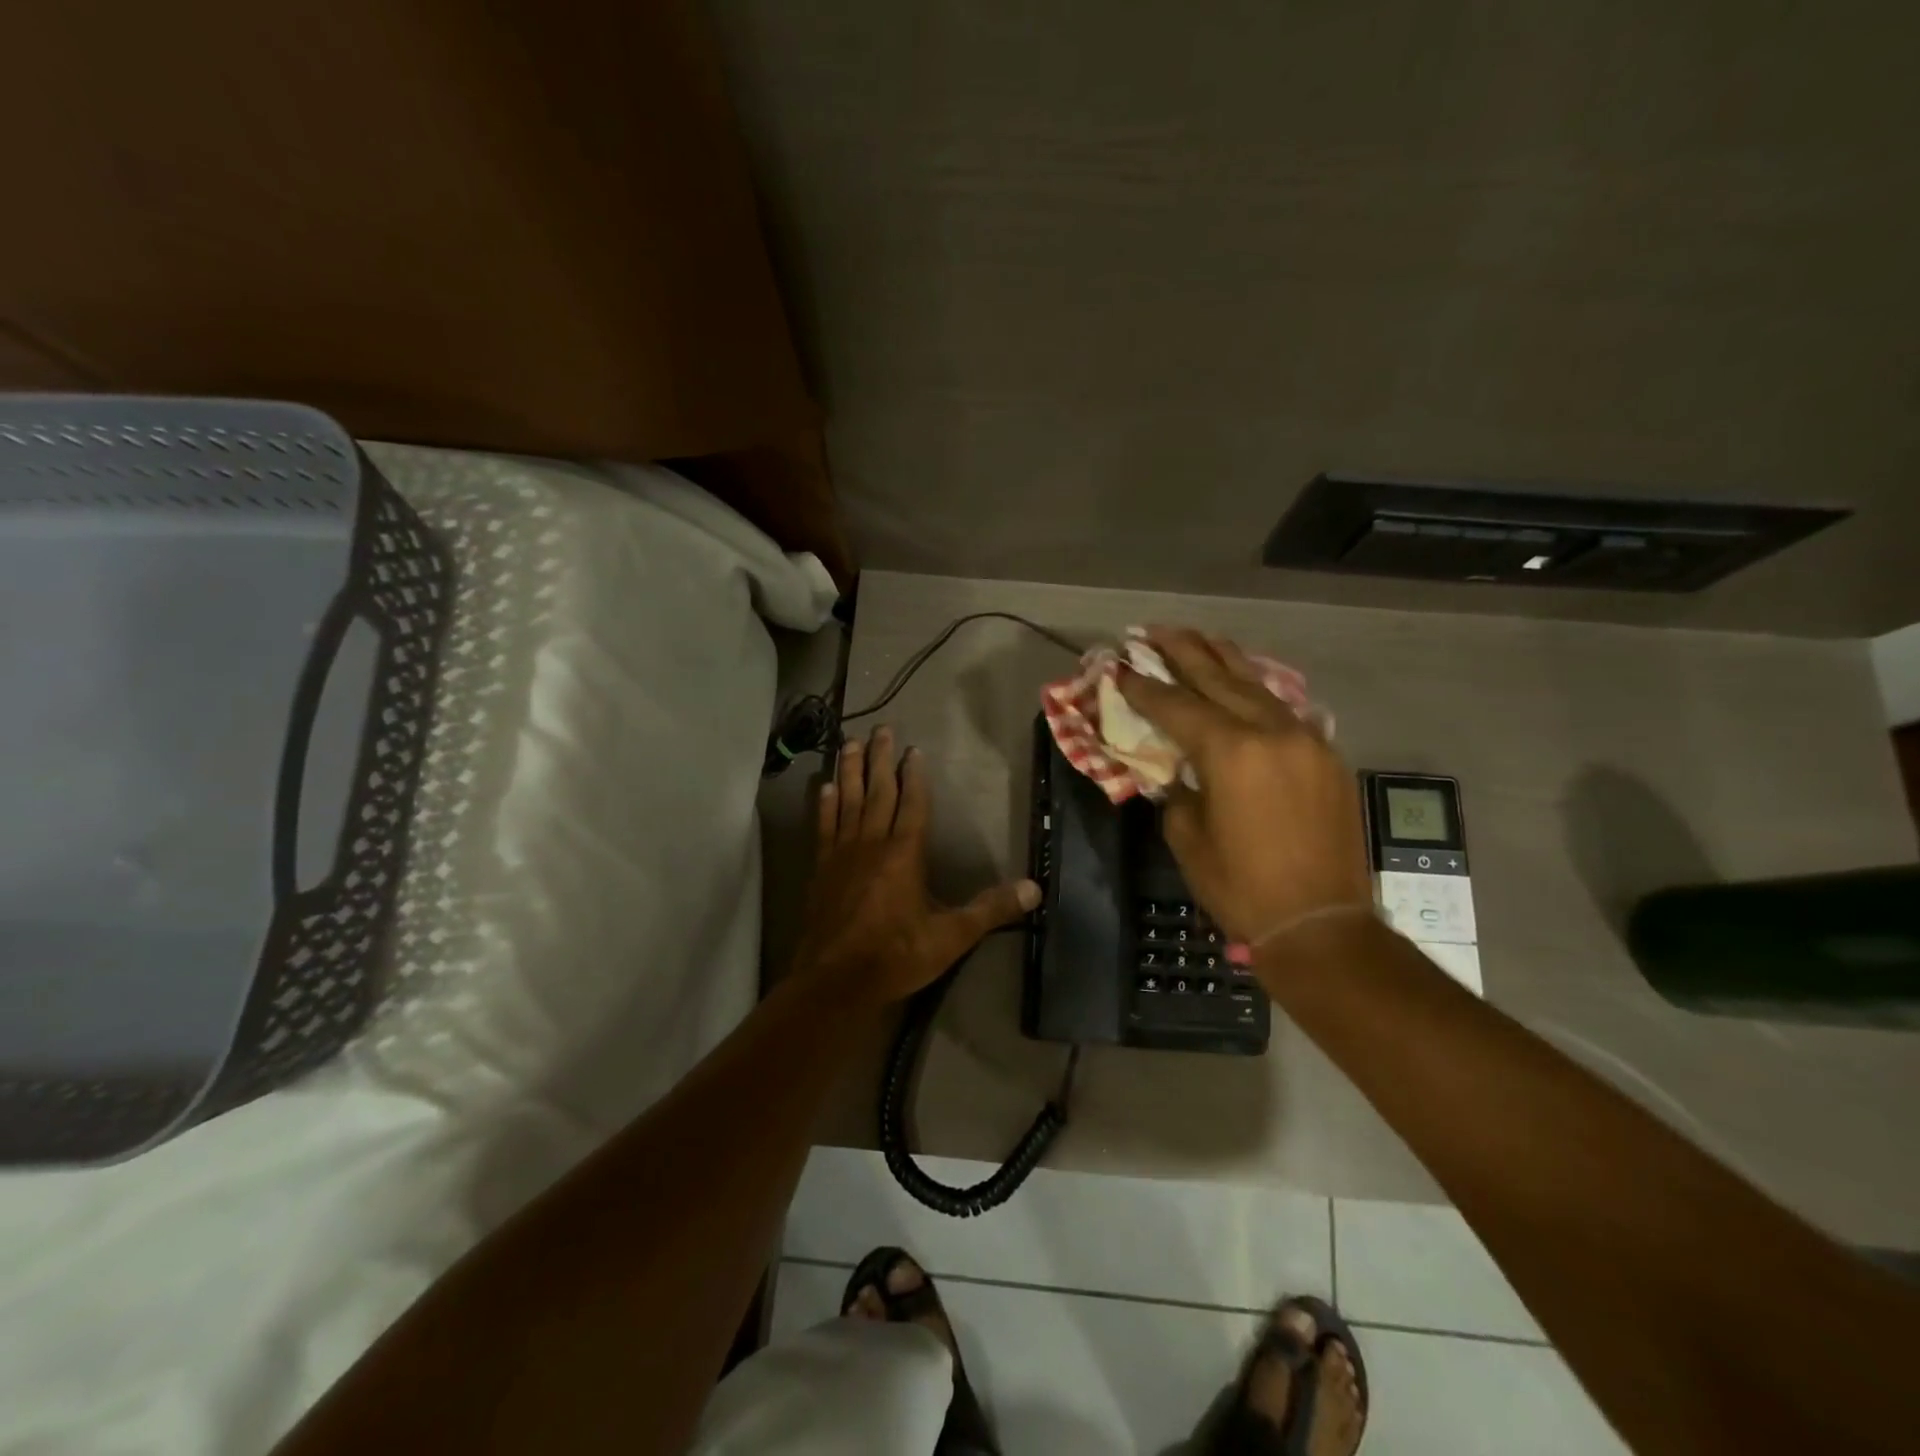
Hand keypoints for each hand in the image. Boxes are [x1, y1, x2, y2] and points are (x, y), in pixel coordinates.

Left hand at [794, 727, 1040, 1004]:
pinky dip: (825, 805)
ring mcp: (842, 854)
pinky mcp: (821, 869)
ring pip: (847, 801)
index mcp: (904, 853)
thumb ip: (990, 909)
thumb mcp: (951, 937)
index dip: (914, 775)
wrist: (835, 981)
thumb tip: (1035, 890)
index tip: (914, 750)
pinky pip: (824, 826)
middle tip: (880, 729)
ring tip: (848, 742)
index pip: (912, 803)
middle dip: (880, 759)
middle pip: (877, 791)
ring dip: (849, 771)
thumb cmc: (896, 955)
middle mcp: (872, 843)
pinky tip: (824, 787)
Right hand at [1118, 628, 1371, 944]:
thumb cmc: (1242, 887)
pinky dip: (1255, 690)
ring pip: (1257, 684)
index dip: (1143, 686)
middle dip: (1182, 651)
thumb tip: (1180, 769)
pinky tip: (1243, 683)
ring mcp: (1305, 739)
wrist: (1322, 924)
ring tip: (1197, 640)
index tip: (1119, 666)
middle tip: (1153, 631)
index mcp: (1231, 752)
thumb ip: (1178, 790)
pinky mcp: (1326, 756)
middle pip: (1218, 677)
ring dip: (1223, 660)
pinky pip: (1283, 708)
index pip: (1176, 705)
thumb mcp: (1188, 838)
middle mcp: (1271, 732)